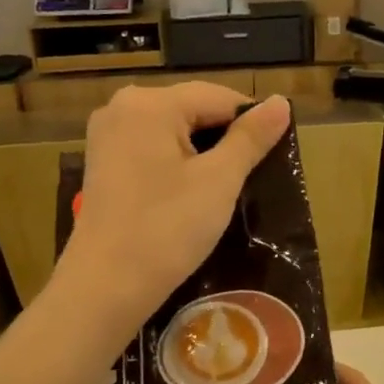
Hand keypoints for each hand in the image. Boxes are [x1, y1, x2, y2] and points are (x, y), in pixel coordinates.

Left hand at [60, 85, 289, 328]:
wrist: (106, 286)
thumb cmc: (167, 229)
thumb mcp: (219, 181)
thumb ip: (251, 137)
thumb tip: (281, 102)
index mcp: (151, 103)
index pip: (219, 97)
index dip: (252, 124)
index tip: (272, 159)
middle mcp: (122, 107)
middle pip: (194, 110)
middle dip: (225, 139)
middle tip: (250, 178)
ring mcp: (107, 136)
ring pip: (173, 131)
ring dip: (203, 153)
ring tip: (224, 189)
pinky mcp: (103, 163)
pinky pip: (152, 148)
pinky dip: (177, 164)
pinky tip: (190, 195)